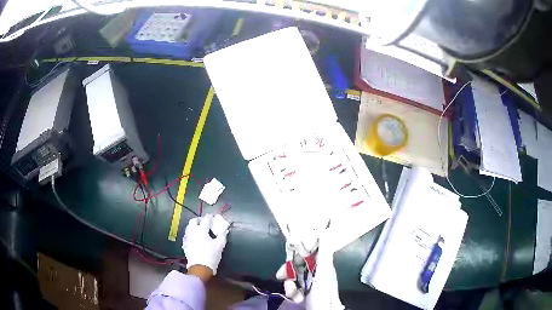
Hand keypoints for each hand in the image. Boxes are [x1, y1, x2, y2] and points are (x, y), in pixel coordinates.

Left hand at [182, 215, 227, 276]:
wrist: (200, 267)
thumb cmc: (211, 255)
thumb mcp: (220, 245)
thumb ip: (222, 235)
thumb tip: (224, 230)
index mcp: (201, 230)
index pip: (205, 219)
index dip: (210, 217)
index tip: (213, 217)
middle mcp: (192, 231)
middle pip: (194, 220)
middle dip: (199, 219)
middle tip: (205, 222)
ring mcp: (187, 237)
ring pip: (189, 227)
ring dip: (194, 226)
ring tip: (200, 229)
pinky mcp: (184, 244)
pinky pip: (187, 235)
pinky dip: (191, 233)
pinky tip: (195, 238)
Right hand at [275, 234, 343, 308]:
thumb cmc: (324, 291)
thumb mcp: (324, 270)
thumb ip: (324, 252)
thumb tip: (326, 231)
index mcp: (322, 265)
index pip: (309, 252)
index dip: (298, 250)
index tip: (289, 248)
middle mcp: (315, 272)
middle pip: (297, 265)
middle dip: (288, 270)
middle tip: (281, 274)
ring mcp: (308, 283)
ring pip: (293, 277)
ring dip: (289, 284)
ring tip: (291, 290)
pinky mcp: (303, 292)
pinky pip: (293, 287)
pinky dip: (292, 292)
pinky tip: (296, 297)